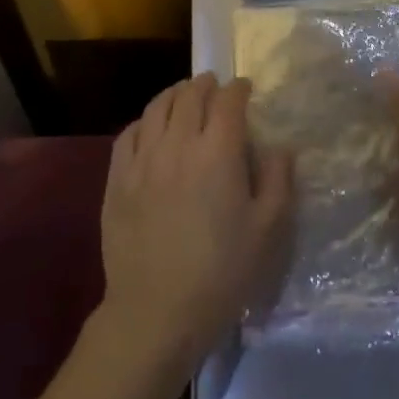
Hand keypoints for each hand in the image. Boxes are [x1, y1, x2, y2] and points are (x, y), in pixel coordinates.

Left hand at [98, 73, 292, 370]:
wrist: (155, 314)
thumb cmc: (220, 274)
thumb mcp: (266, 232)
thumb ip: (277, 181)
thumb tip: (281, 146)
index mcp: (217, 152)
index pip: (228, 101)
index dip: (238, 89)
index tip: (245, 89)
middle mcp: (178, 143)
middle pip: (190, 95)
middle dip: (205, 84)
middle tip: (214, 85)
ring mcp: (143, 158)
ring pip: (157, 107)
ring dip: (175, 94)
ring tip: (184, 95)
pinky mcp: (117, 179)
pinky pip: (129, 133)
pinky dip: (145, 120)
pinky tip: (150, 126)